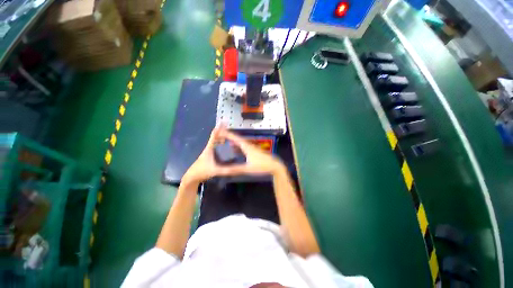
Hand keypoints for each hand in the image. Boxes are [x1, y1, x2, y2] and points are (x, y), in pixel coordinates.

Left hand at [181, 126, 239, 185]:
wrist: (192, 177)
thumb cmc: (202, 171)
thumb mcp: (215, 170)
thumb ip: (225, 170)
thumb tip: (236, 168)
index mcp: (209, 148)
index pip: (214, 136)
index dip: (219, 128)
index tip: (223, 122)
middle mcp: (209, 148)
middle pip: (216, 138)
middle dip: (222, 132)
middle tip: (230, 129)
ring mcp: (209, 152)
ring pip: (216, 142)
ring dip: (221, 138)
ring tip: (229, 136)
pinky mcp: (209, 156)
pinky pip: (216, 147)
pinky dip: (221, 144)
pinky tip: (225, 146)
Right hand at [219, 129, 285, 175]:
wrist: (275, 166)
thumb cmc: (262, 166)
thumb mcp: (248, 168)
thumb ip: (236, 169)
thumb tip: (224, 170)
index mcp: (247, 147)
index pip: (236, 138)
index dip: (228, 134)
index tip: (220, 130)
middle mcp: (249, 145)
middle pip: (238, 138)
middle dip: (229, 136)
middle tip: (220, 134)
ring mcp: (252, 148)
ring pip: (241, 142)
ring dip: (233, 140)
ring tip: (225, 140)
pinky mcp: (254, 151)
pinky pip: (243, 146)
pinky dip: (237, 146)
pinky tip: (235, 148)